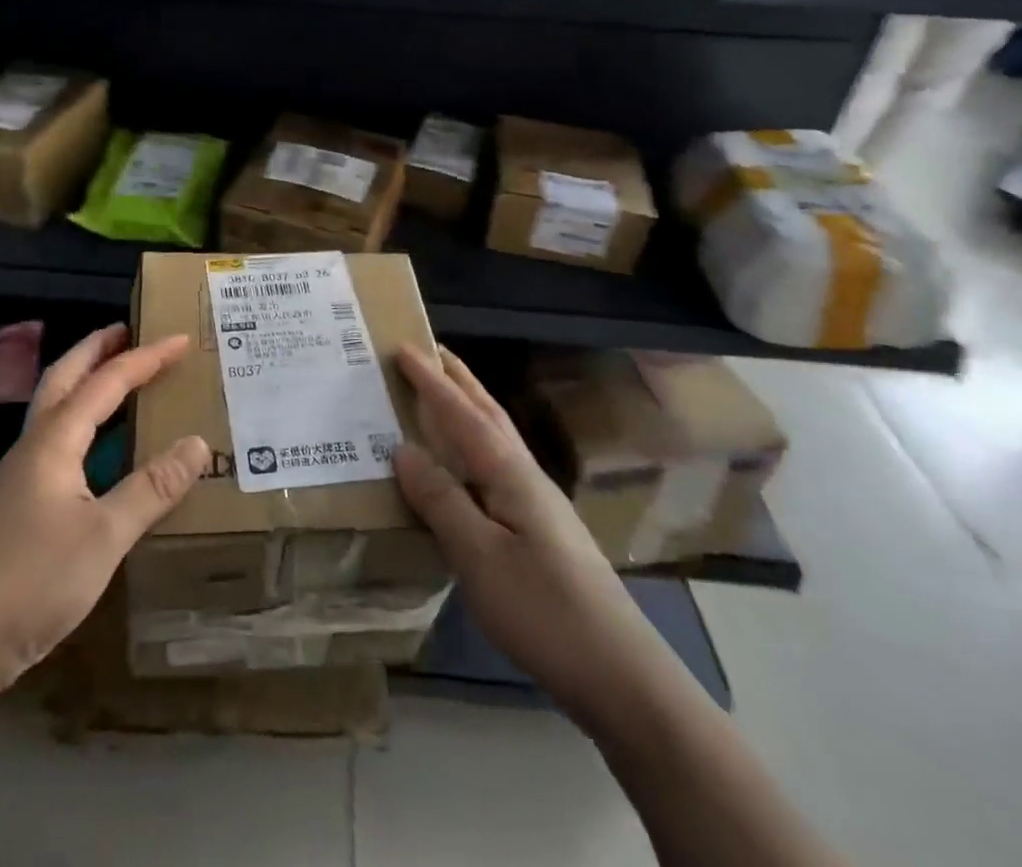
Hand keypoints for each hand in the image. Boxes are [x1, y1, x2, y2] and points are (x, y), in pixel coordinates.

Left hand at [0, 324, 207, 707]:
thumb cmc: (28, 583)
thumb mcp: (102, 537)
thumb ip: (151, 489)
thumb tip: (198, 442)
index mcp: (54, 441)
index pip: (106, 382)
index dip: (145, 358)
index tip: (180, 339)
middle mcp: (33, 447)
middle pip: (64, 378)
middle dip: (96, 349)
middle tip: (128, 331)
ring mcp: (19, 477)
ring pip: (55, 409)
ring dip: (85, 382)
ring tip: (118, 377)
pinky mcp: (15, 506)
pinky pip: (56, 443)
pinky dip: (82, 424)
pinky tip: (98, 451)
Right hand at [393, 343, 660, 722]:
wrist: (619, 674)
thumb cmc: (542, 609)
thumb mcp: (479, 556)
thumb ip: (440, 500)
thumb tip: (402, 448)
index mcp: (509, 473)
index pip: (462, 414)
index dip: (430, 381)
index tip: (402, 347)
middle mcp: (525, 475)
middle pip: (487, 413)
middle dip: (457, 379)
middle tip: (428, 351)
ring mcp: (538, 503)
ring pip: (496, 437)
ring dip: (468, 406)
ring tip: (443, 392)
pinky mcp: (541, 529)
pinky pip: (497, 465)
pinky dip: (474, 444)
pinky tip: (466, 464)